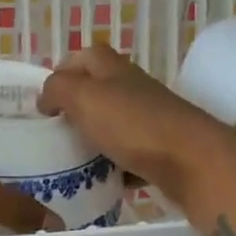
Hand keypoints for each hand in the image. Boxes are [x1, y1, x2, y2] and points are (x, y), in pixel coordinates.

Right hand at [37, 44, 235, 203]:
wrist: (190, 161)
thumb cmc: (132, 124)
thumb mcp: (84, 98)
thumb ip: (58, 89)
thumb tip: (47, 97)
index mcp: (113, 69)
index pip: (85, 56)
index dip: (63, 71)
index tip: (44, 101)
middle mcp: (133, 88)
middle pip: (99, 91)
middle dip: (75, 109)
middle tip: (55, 132)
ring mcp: (150, 118)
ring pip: (113, 123)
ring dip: (93, 138)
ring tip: (72, 158)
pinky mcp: (160, 148)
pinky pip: (129, 153)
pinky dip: (114, 164)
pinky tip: (102, 179)